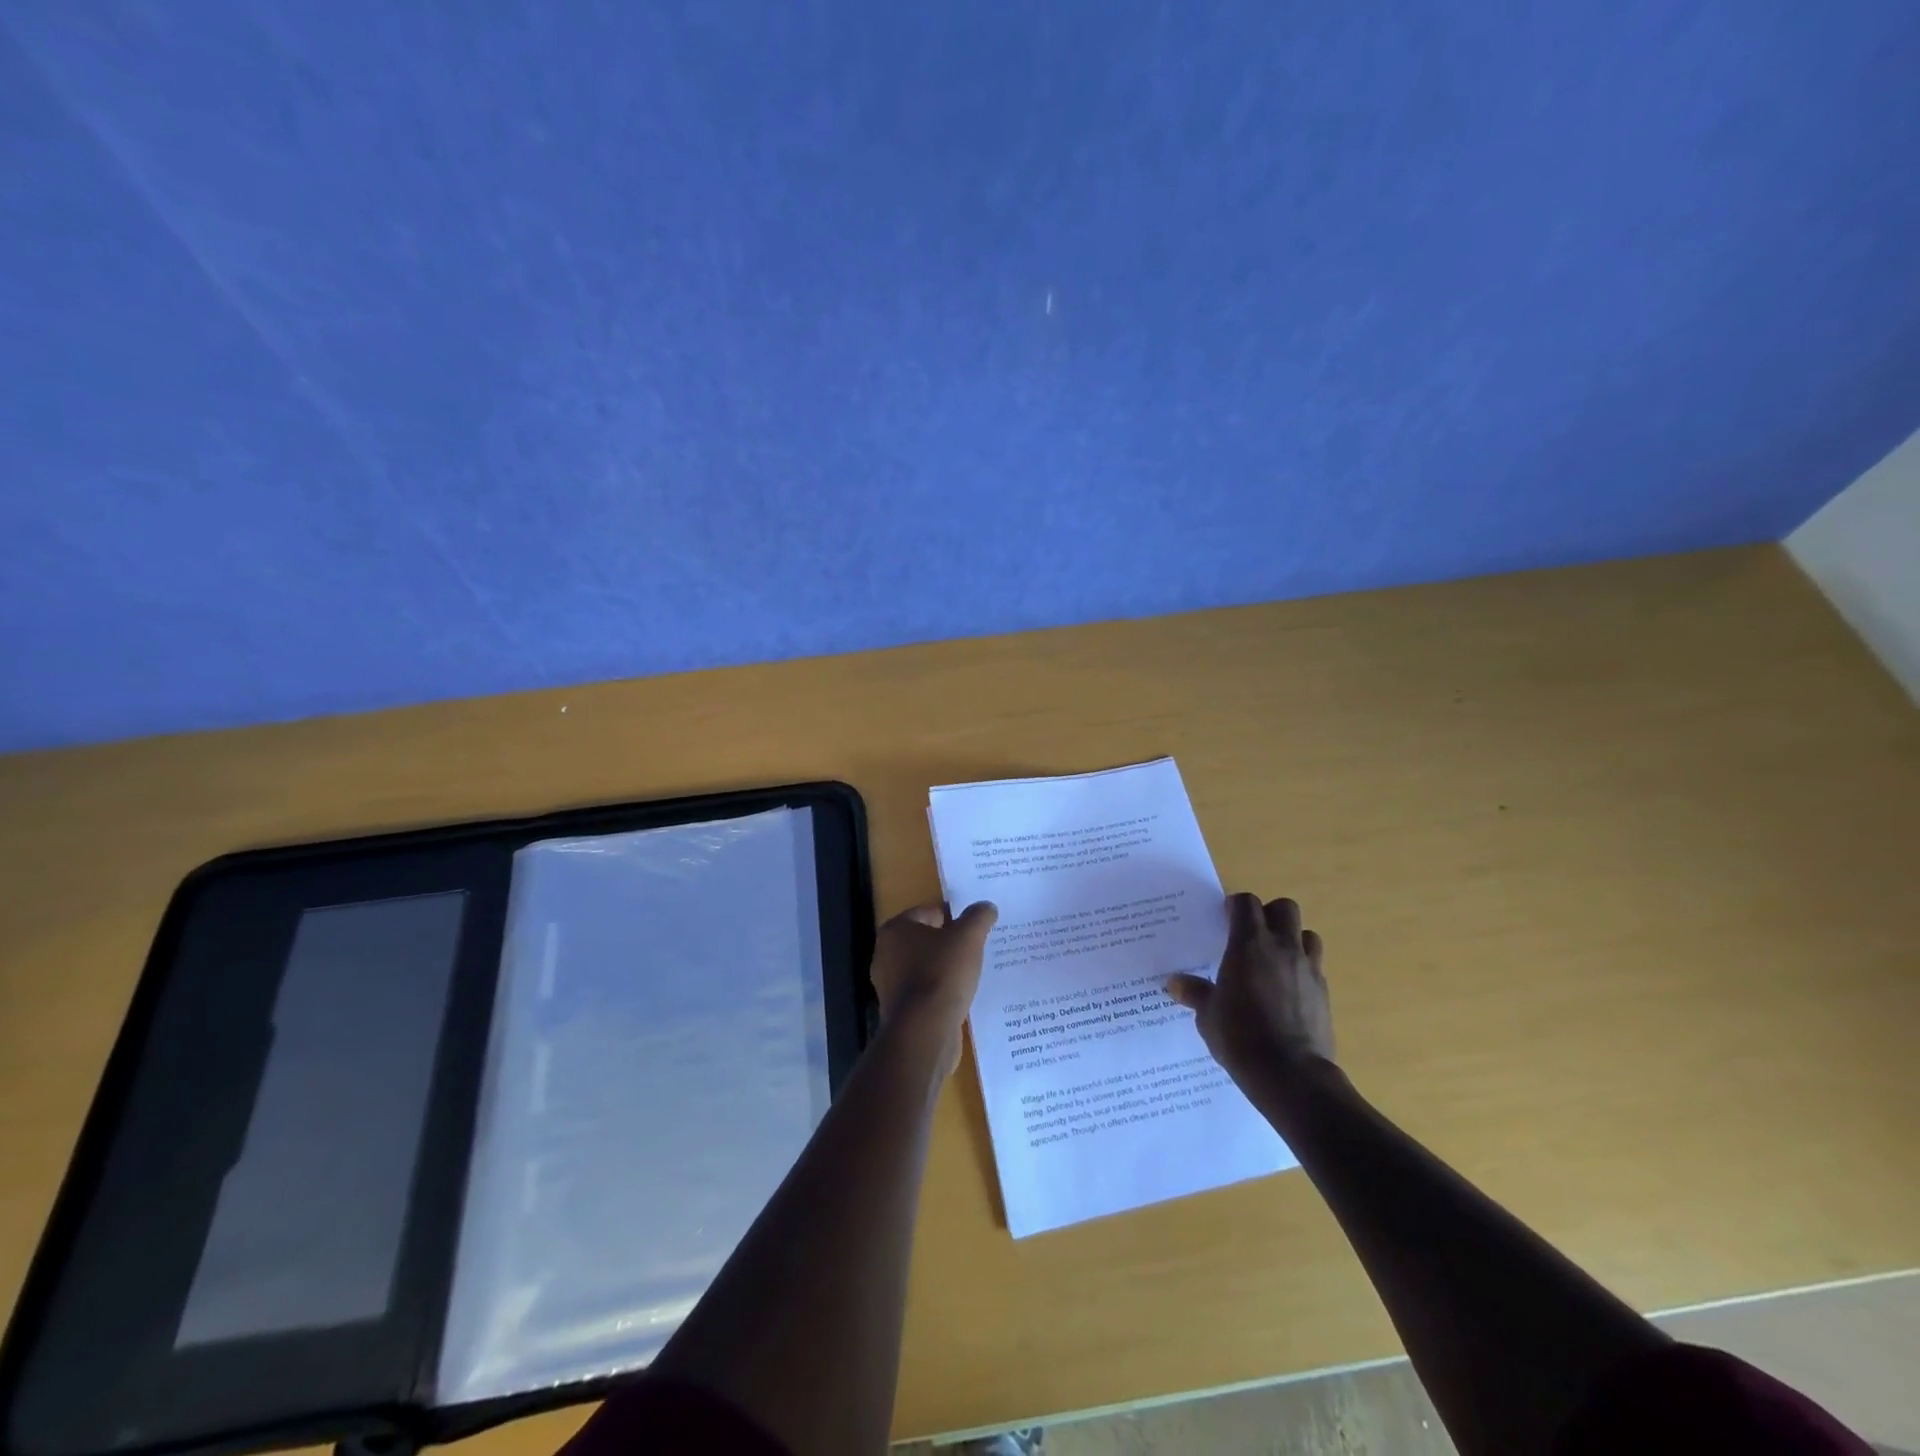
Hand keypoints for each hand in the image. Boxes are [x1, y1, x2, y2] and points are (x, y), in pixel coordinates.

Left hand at [869, 901, 997, 1072]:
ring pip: (926, 968)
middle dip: (951, 944)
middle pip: (926, 941)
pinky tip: (962, 997)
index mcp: (895, 930)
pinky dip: (942, 993)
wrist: (924, 1032)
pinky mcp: (900, 1011)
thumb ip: (978, 917)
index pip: (928, 912)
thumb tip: (987, 907)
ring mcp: (890, 985)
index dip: (954, 916)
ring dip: (947, 970)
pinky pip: (926, 993)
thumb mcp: (968, 937)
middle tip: (978, 948)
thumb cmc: (942, 974)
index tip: (976, 927)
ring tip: (974, 973)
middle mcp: (886, 954)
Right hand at [1166, 893, 1335, 1086]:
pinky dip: (1303, 969)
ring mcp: (1308, 969)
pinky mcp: (1324, 993)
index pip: (1247, 903)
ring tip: (1275, 959)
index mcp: (1249, 945)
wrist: (1290, 1075)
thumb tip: (1174, 983)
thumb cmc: (1240, 1037)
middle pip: (1285, 908)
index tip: (1225, 918)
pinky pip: (1316, 967)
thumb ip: (1195, 993)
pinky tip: (1288, 990)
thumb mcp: (1208, 1015)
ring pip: (1307, 935)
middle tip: (1252, 934)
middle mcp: (1282, 948)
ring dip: (1292, 939)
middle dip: (1269, 914)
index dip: (1236, 905)